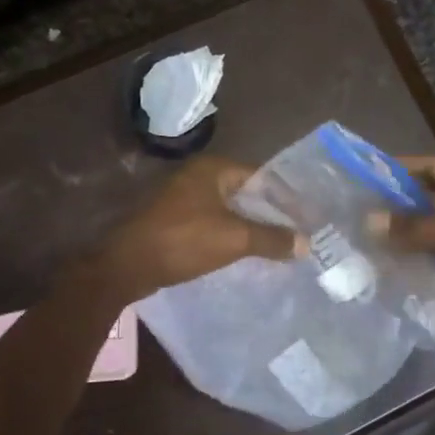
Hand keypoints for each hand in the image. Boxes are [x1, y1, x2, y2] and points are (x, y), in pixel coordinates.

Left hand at [98, 155, 303, 298]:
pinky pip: (212, 223)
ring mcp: (183, 198)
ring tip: (276, 245)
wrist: (128, 265)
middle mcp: (197, 175)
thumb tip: (306, 243)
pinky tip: (245, 253)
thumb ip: (272, 238)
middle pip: (245, 193)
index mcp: (213, 168)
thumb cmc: (183, 240)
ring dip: (250, 226)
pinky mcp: (174, 220)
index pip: (260, 176)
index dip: (284, 197)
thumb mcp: (234, 239)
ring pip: (228, 210)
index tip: (305, 217)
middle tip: (296, 232)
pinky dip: (230, 235)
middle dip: (269, 213)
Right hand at [369, 156, 434, 328]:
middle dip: (399, 207)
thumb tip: (369, 221)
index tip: (367, 174)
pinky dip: (421, 257)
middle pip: (431, 199)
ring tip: (368, 239)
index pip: (434, 167)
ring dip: (408, 235)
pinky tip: (393, 264)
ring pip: (434, 228)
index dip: (401, 169)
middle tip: (360, 213)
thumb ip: (418, 228)